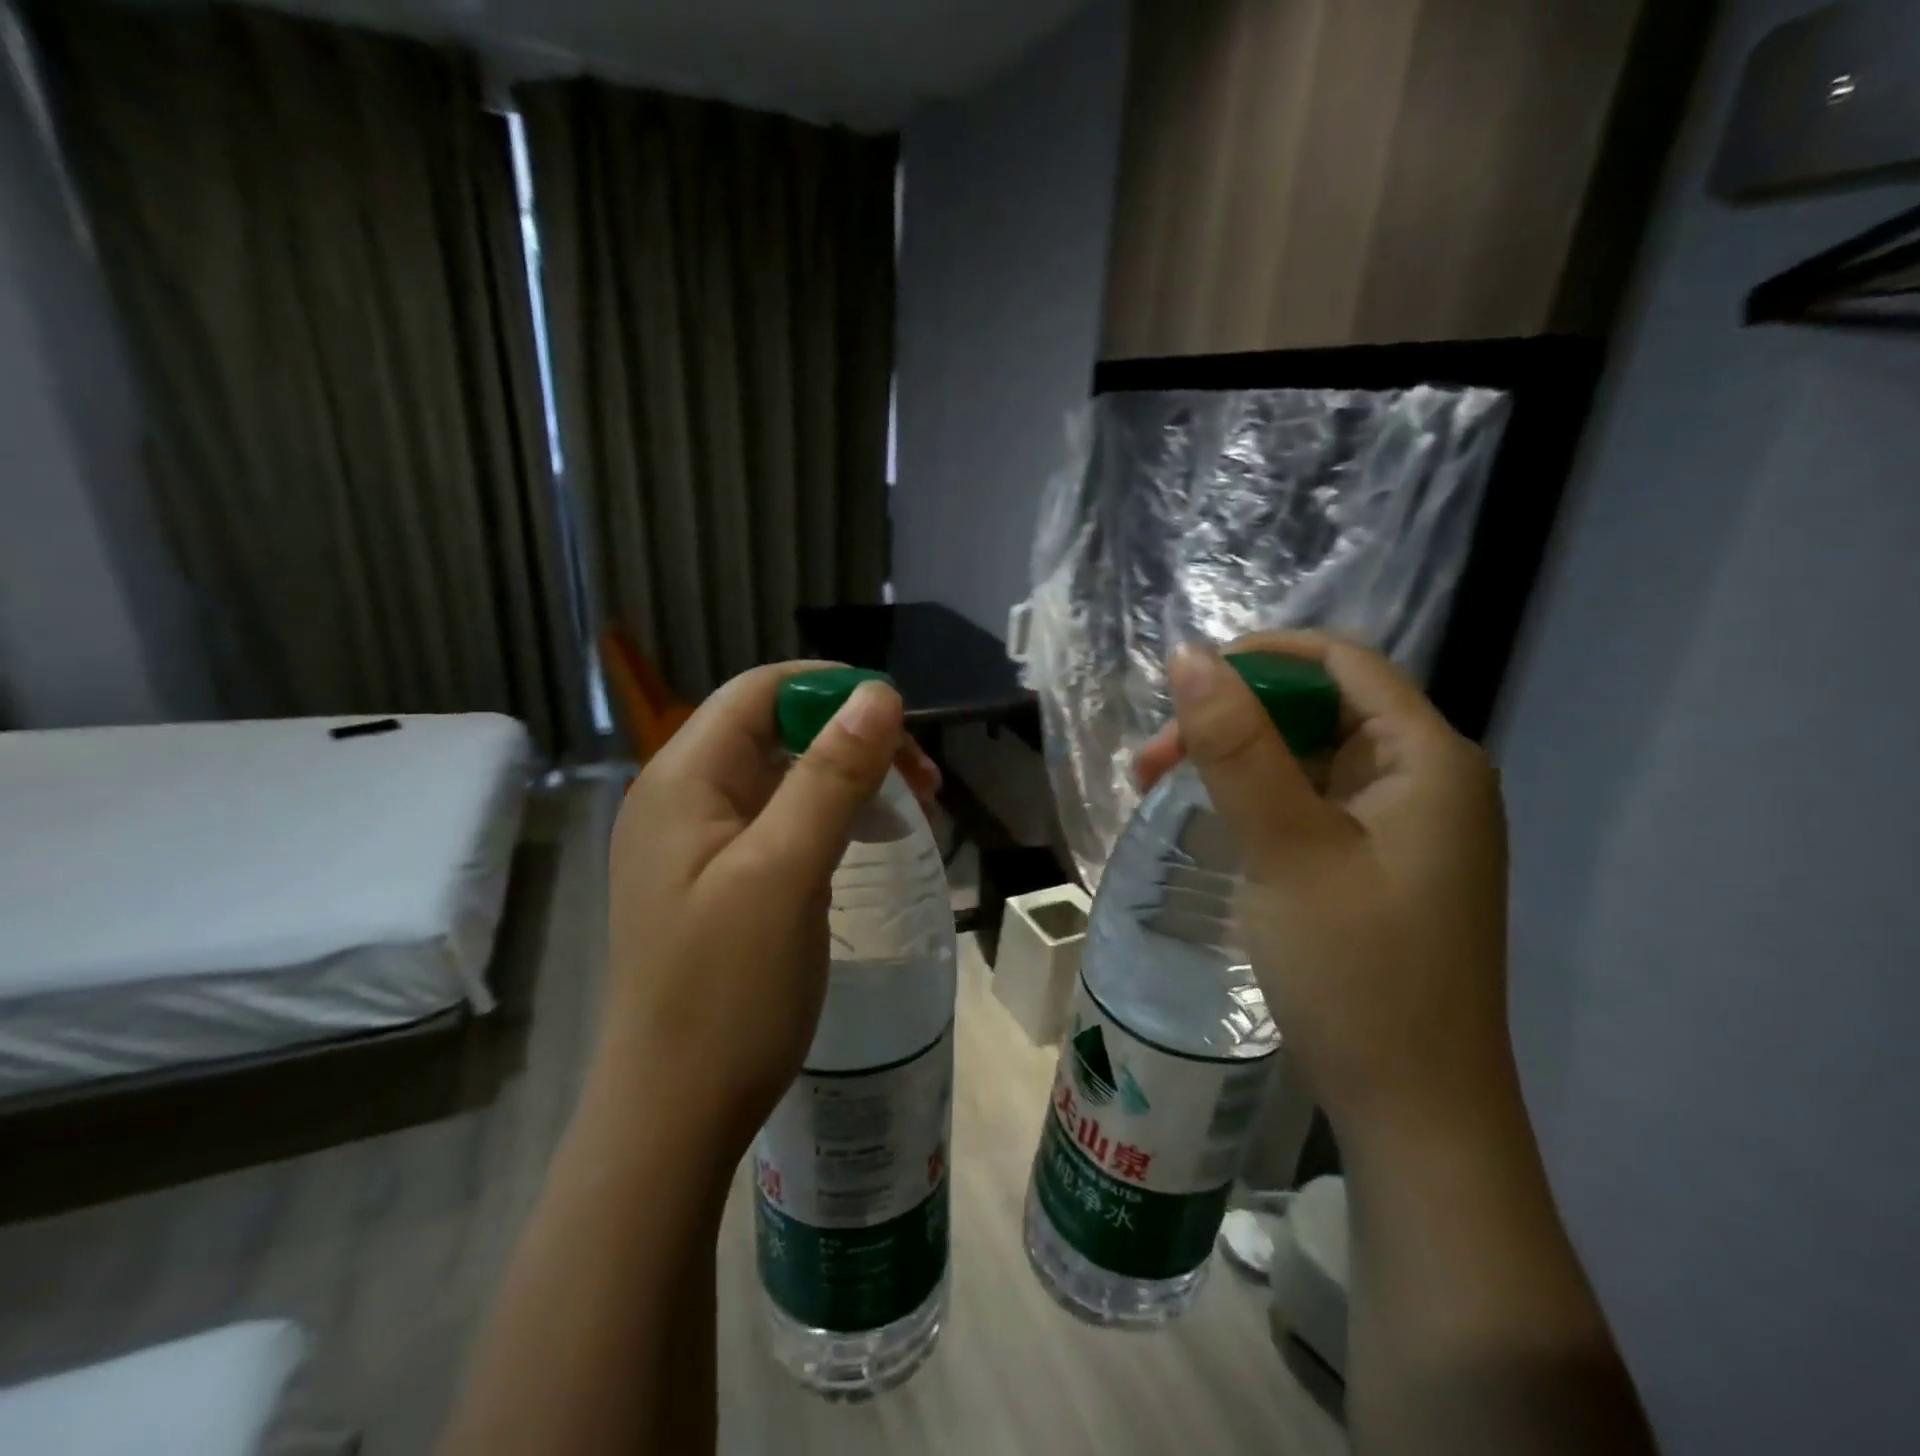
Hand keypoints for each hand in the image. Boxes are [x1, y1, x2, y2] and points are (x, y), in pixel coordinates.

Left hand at [597, 662, 938, 1176]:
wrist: (676, 1114)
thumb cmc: (729, 992)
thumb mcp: (787, 873)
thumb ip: (830, 776)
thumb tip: (879, 693)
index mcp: (683, 780)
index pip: (761, 691)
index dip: (832, 689)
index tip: (902, 723)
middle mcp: (682, 798)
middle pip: (775, 730)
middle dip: (851, 739)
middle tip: (921, 780)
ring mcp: (698, 843)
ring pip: (783, 777)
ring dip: (847, 778)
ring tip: (910, 809)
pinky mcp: (719, 880)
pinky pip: (780, 822)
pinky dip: (829, 818)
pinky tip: (865, 841)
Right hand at [1137, 632, 1511, 1144]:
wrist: (1414, 1114)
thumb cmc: (1356, 973)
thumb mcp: (1286, 849)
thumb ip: (1236, 747)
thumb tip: (1189, 656)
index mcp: (1429, 760)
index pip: (1342, 663)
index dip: (1260, 658)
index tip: (1182, 684)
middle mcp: (1426, 781)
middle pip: (1319, 711)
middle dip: (1231, 720)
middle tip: (1152, 761)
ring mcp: (1403, 829)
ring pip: (1307, 761)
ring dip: (1233, 762)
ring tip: (1158, 789)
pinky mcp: (1378, 867)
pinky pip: (1310, 807)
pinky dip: (1255, 802)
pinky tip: (1207, 822)